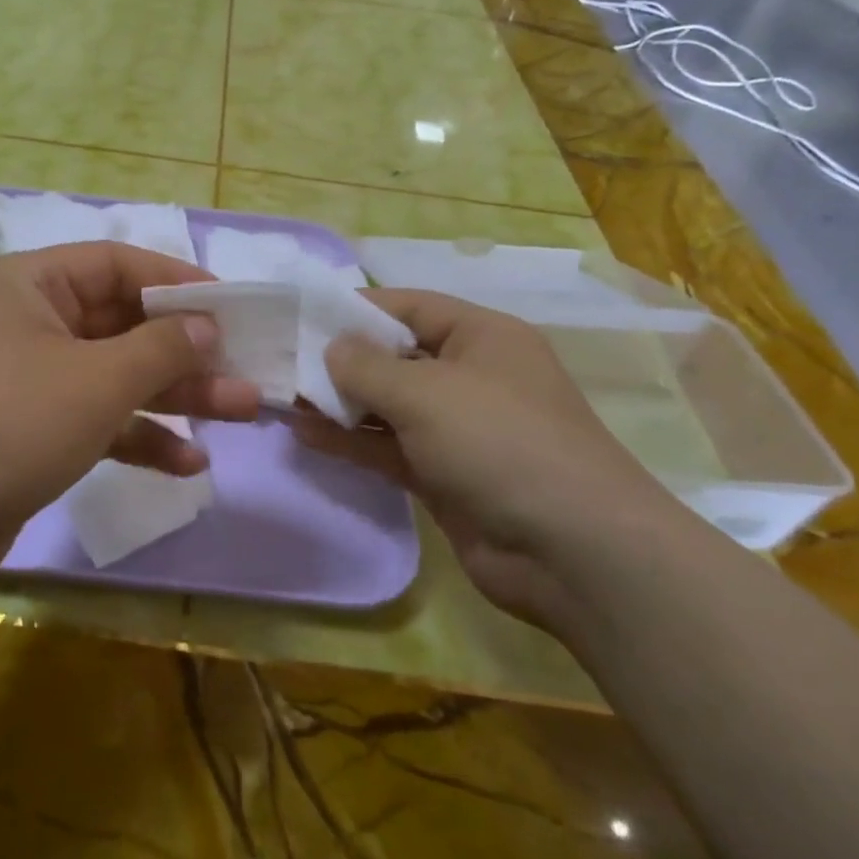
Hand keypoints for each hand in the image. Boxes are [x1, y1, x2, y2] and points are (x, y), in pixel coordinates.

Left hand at [0, 243, 260, 581]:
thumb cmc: (6, 421)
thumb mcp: (95, 379)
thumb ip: (160, 348)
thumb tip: (207, 325)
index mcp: (30, 284)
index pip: (117, 265)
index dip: (178, 282)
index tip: (231, 307)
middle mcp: (28, 323)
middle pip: (122, 324)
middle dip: (185, 351)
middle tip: (246, 370)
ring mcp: (28, 380)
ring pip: (115, 376)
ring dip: (173, 396)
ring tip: (239, 413)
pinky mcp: (30, 432)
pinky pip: (96, 420)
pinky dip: (138, 437)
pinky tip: (188, 463)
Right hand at [292, 289, 689, 626]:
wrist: (573, 552)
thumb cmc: (500, 442)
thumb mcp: (425, 392)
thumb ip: (367, 367)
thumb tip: (331, 348)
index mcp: (482, 337)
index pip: (409, 306)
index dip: (357, 308)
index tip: (303, 315)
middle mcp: (471, 376)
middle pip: (395, 356)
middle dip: (342, 360)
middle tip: (284, 363)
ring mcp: (459, 429)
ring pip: (388, 406)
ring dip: (340, 404)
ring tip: (285, 400)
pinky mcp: (445, 475)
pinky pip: (389, 447)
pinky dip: (352, 442)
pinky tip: (307, 436)